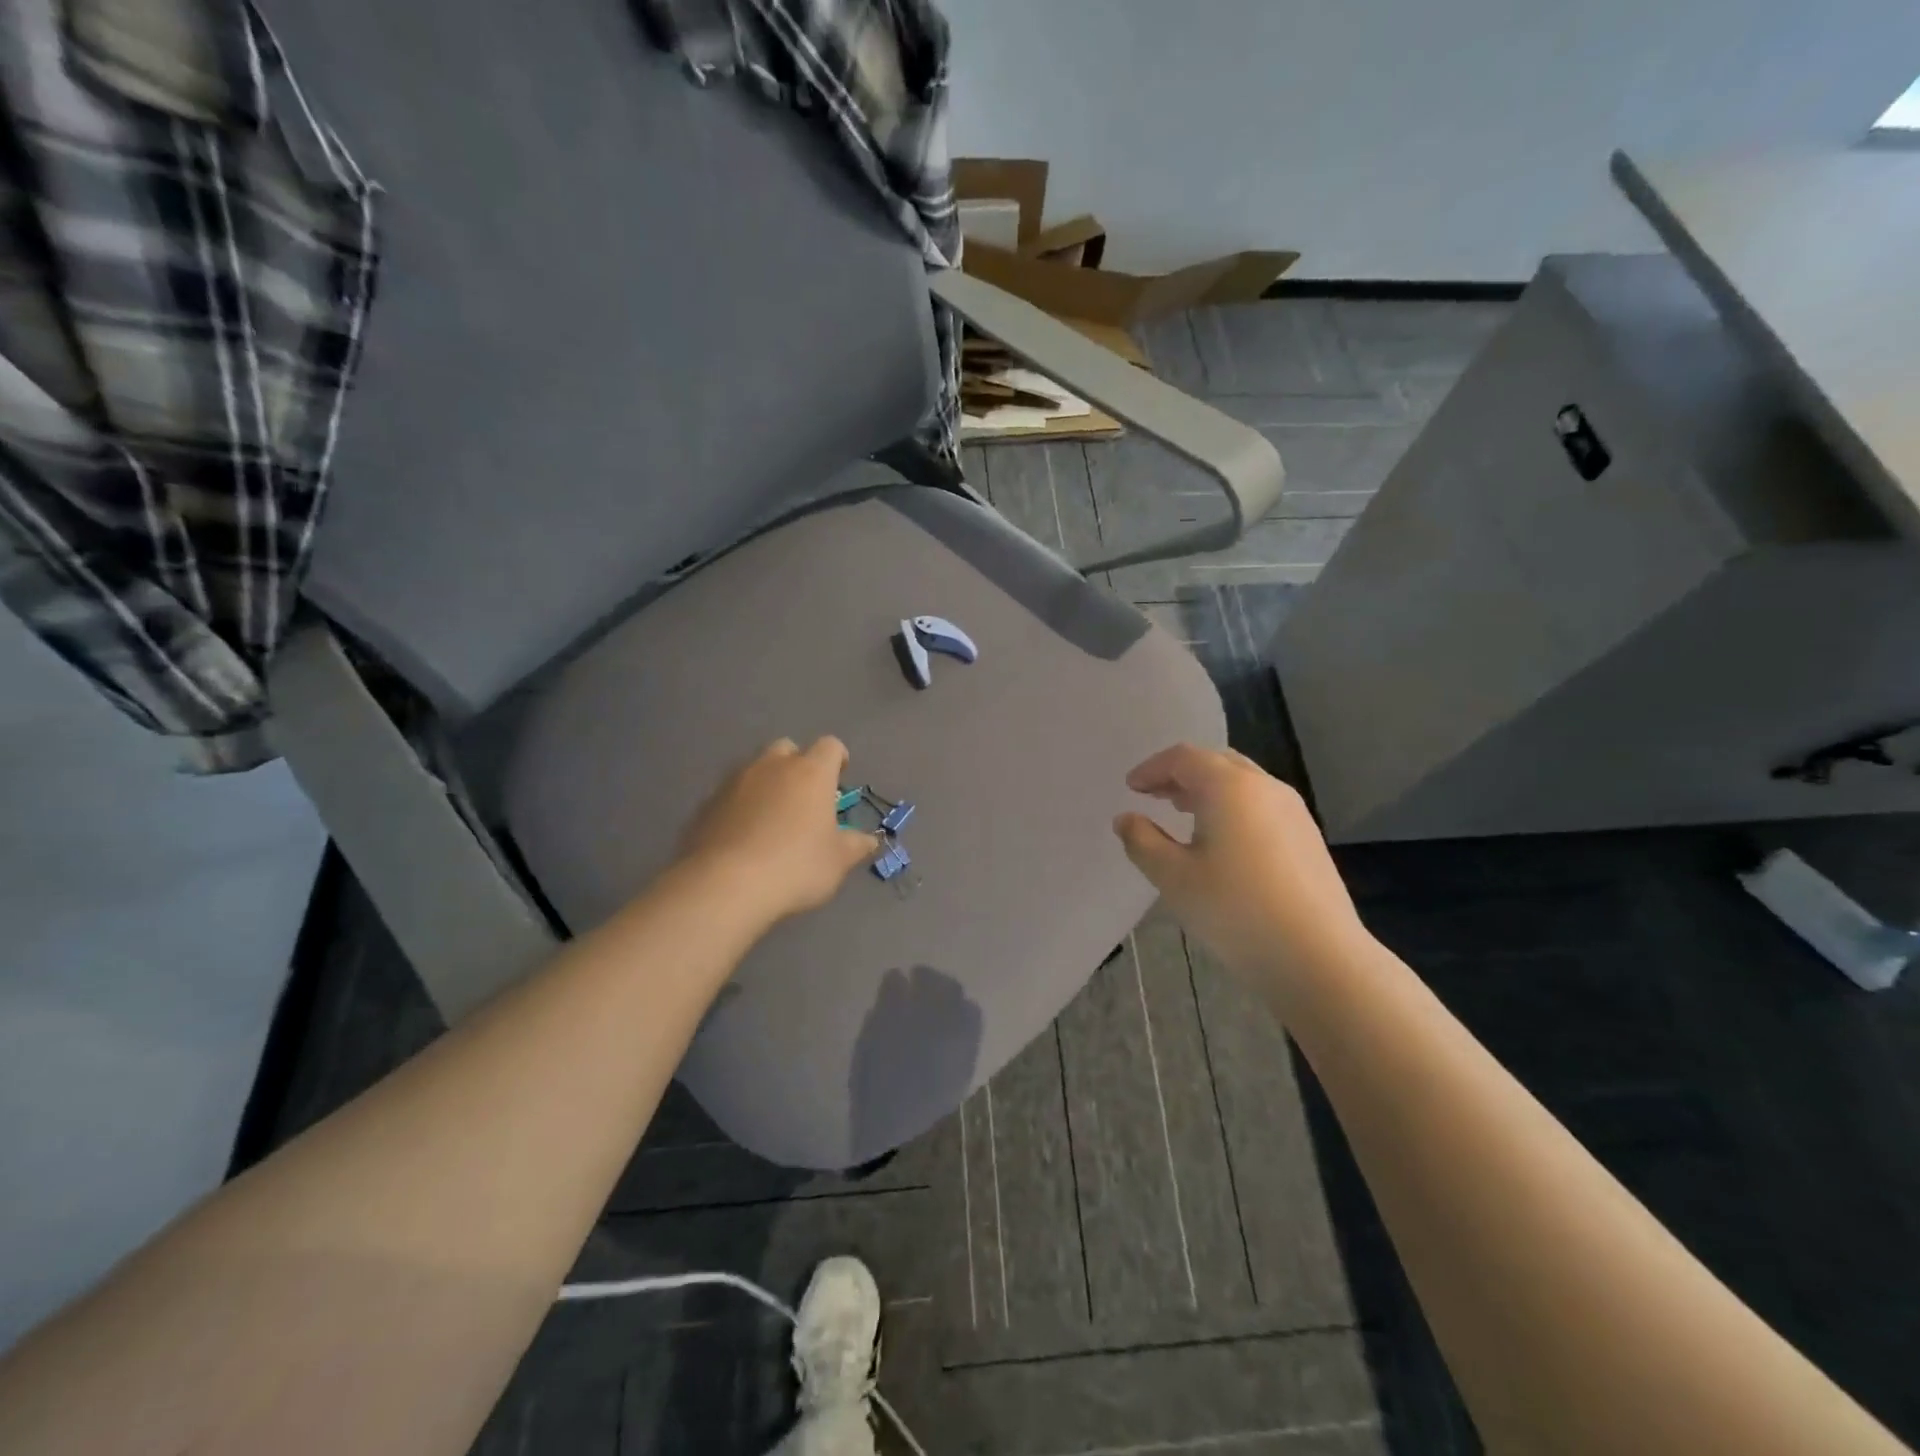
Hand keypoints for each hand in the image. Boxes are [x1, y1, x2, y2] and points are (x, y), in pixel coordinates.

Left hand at [677, 738, 879, 925]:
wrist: (725, 885)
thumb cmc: (795, 867)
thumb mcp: (837, 861)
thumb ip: (856, 845)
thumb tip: (870, 839)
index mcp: (811, 772)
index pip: (830, 746)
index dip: (837, 758)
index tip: (840, 778)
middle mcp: (772, 766)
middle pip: (788, 748)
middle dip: (797, 765)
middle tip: (803, 797)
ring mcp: (734, 782)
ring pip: (755, 769)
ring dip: (766, 784)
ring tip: (770, 818)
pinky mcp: (706, 803)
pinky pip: (730, 795)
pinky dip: (740, 806)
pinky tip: (742, 836)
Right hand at [1113, 744, 1366, 983]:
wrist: (1317, 956)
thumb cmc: (1234, 911)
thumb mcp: (1173, 878)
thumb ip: (1142, 842)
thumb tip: (1126, 819)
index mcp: (1229, 787)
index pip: (1184, 758)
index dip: (1152, 768)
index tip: (1131, 788)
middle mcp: (1264, 787)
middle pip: (1216, 762)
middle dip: (1181, 773)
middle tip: (1154, 795)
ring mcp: (1292, 811)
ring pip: (1242, 782)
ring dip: (1208, 789)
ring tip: (1183, 813)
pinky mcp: (1307, 836)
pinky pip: (1261, 804)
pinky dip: (1232, 807)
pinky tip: (1222, 840)